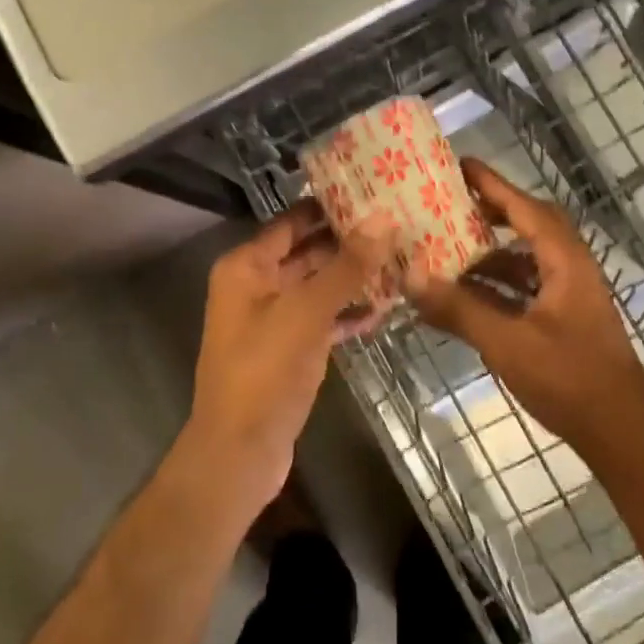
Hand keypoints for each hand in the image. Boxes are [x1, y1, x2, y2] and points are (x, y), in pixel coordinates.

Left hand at [186, 201, 395, 505]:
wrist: (240, 453)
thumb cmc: (264, 372)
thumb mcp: (306, 312)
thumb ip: (346, 266)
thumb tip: (384, 219)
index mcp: (247, 266)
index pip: (292, 221)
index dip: (329, 205)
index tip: (374, 190)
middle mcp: (258, 285)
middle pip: (308, 251)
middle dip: (350, 240)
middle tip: (400, 223)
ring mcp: (275, 319)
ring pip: (320, 286)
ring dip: (355, 276)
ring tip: (404, 258)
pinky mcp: (292, 349)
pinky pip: (325, 319)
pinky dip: (350, 312)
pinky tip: (388, 306)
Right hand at [408, 159, 643, 458]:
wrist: (621, 433)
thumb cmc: (569, 379)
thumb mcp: (507, 342)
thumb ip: (459, 309)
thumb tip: (410, 277)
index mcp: (564, 260)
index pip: (524, 207)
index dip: (492, 184)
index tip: (458, 164)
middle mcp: (571, 268)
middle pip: (529, 224)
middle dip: (491, 211)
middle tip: (450, 206)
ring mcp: (570, 294)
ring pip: (527, 258)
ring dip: (491, 252)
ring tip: (448, 249)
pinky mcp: (565, 318)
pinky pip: (527, 285)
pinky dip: (498, 283)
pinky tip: (467, 295)